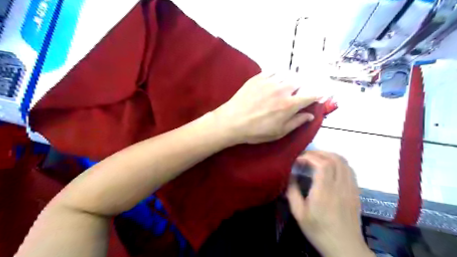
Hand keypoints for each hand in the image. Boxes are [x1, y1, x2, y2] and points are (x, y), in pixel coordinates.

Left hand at [214, 72, 318, 143]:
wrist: (232, 121)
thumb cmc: (256, 131)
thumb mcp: (278, 133)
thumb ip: (296, 122)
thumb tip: (310, 115)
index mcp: (289, 105)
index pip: (310, 96)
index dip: (317, 95)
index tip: (319, 95)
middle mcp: (282, 90)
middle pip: (300, 82)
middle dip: (302, 87)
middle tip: (297, 93)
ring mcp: (269, 81)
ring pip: (287, 74)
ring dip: (290, 79)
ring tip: (286, 86)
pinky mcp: (258, 77)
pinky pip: (273, 70)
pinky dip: (278, 74)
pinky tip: (275, 79)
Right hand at [284, 151, 374, 256]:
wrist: (344, 247)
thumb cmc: (318, 230)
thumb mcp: (298, 214)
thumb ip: (292, 192)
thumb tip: (291, 175)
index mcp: (324, 192)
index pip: (322, 164)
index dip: (310, 157)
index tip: (298, 159)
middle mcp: (340, 187)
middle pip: (334, 159)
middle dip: (318, 153)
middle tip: (306, 156)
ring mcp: (350, 188)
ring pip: (344, 162)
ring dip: (329, 155)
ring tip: (316, 158)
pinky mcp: (355, 191)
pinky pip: (349, 169)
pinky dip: (338, 162)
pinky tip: (330, 166)